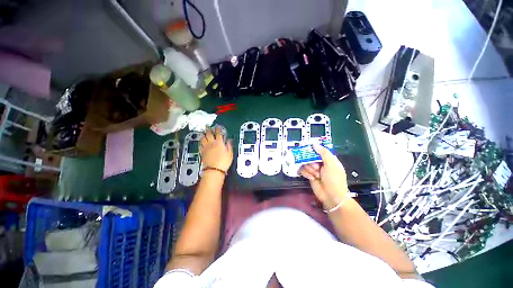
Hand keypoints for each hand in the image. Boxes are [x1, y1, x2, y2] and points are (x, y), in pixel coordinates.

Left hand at [200, 126, 233, 171]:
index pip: (218, 133)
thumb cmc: (223, 162)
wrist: (214, 170)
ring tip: (204, 133)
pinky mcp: (202, 152)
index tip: (217, 126)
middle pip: (208, 134)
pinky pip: (200, 145)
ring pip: (203, 138)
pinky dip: (201, 142)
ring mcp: (205, 147)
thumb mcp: (230, 153)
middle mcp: (211, 143)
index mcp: (219, 142)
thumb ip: (229, 145)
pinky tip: (202, 142)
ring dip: (203, 135)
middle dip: (208, 129)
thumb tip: (229, 139)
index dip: (217, 129)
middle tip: (207, 126)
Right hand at [299, 144, 348, 208]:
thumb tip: (314, 144)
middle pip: (310, 157)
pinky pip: (303, 170)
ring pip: (306, 163)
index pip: (319, 150)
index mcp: (328, 159)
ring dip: (310, 169)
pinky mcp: (309, 175)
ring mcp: (314, 170)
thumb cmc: (334, 179)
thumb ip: (323, 153)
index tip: (307, 149)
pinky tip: (311, 178)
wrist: (331, 196)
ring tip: (316, 175)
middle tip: (316, 167)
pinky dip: (306, 173)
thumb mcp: (331, 164)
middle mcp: (321, 163)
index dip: (313, 150)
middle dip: (312, 162)